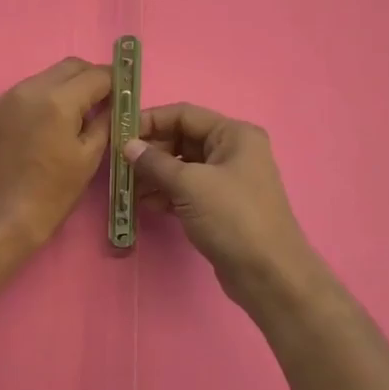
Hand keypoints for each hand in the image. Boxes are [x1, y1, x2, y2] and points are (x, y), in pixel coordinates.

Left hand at [0, 58, 112, 245]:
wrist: (4, 215)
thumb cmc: (53, 192)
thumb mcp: (89, 156)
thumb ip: (104, 120)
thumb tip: (112, 102)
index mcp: (58, 100)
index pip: (95, 74)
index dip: (113, 81)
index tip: (121, 91)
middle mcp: (29, 89)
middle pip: (68, 67)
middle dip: (89, 78)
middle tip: (100, 100)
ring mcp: (5, 98)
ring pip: (44, 77)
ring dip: (62, 88)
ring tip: (71, 115)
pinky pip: (22, 94)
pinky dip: (38, 100)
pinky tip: (43, 125)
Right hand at [125, 103, 326, 306]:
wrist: (268, 274)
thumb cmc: (233, 218)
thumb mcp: (190, 184)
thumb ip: (155, 162)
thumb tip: (128, 146)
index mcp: (233, 135)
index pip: (184, 115)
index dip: (150, 120)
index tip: (119, 133)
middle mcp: (232, 151)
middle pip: (181, 139)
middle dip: (150, 151)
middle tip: (120, 164)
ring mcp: (226, 180)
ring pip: (181, 166)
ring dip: (153, 174)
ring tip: (126, 187)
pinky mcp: (219, 206)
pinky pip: (186, 189)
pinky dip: (165, 192)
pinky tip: (142, 203)